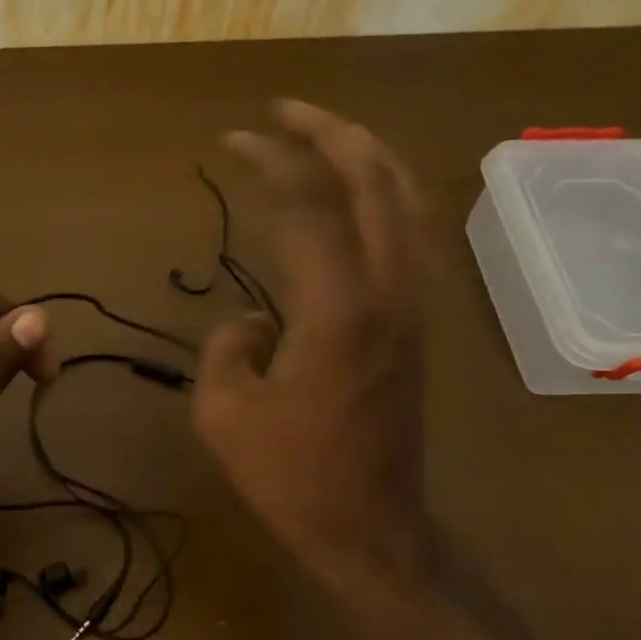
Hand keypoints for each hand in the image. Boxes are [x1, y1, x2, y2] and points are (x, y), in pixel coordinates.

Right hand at [191, 100, 437, 616]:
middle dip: (330, 132)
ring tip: (326, 135)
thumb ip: (227, 346)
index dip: (269, 161)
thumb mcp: (223, 413)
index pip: (307, 204)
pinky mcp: (417, 328)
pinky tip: (359, 198)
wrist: (370, 529)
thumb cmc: (291, 478)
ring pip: (407, 203)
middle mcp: (387, 293)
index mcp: (336, 310)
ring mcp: (413, 308)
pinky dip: (385, 198)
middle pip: (374, 181)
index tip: (232, 141)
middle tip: (285, 110)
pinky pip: (409, 238)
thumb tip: (252, 318)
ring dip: (367, 157)